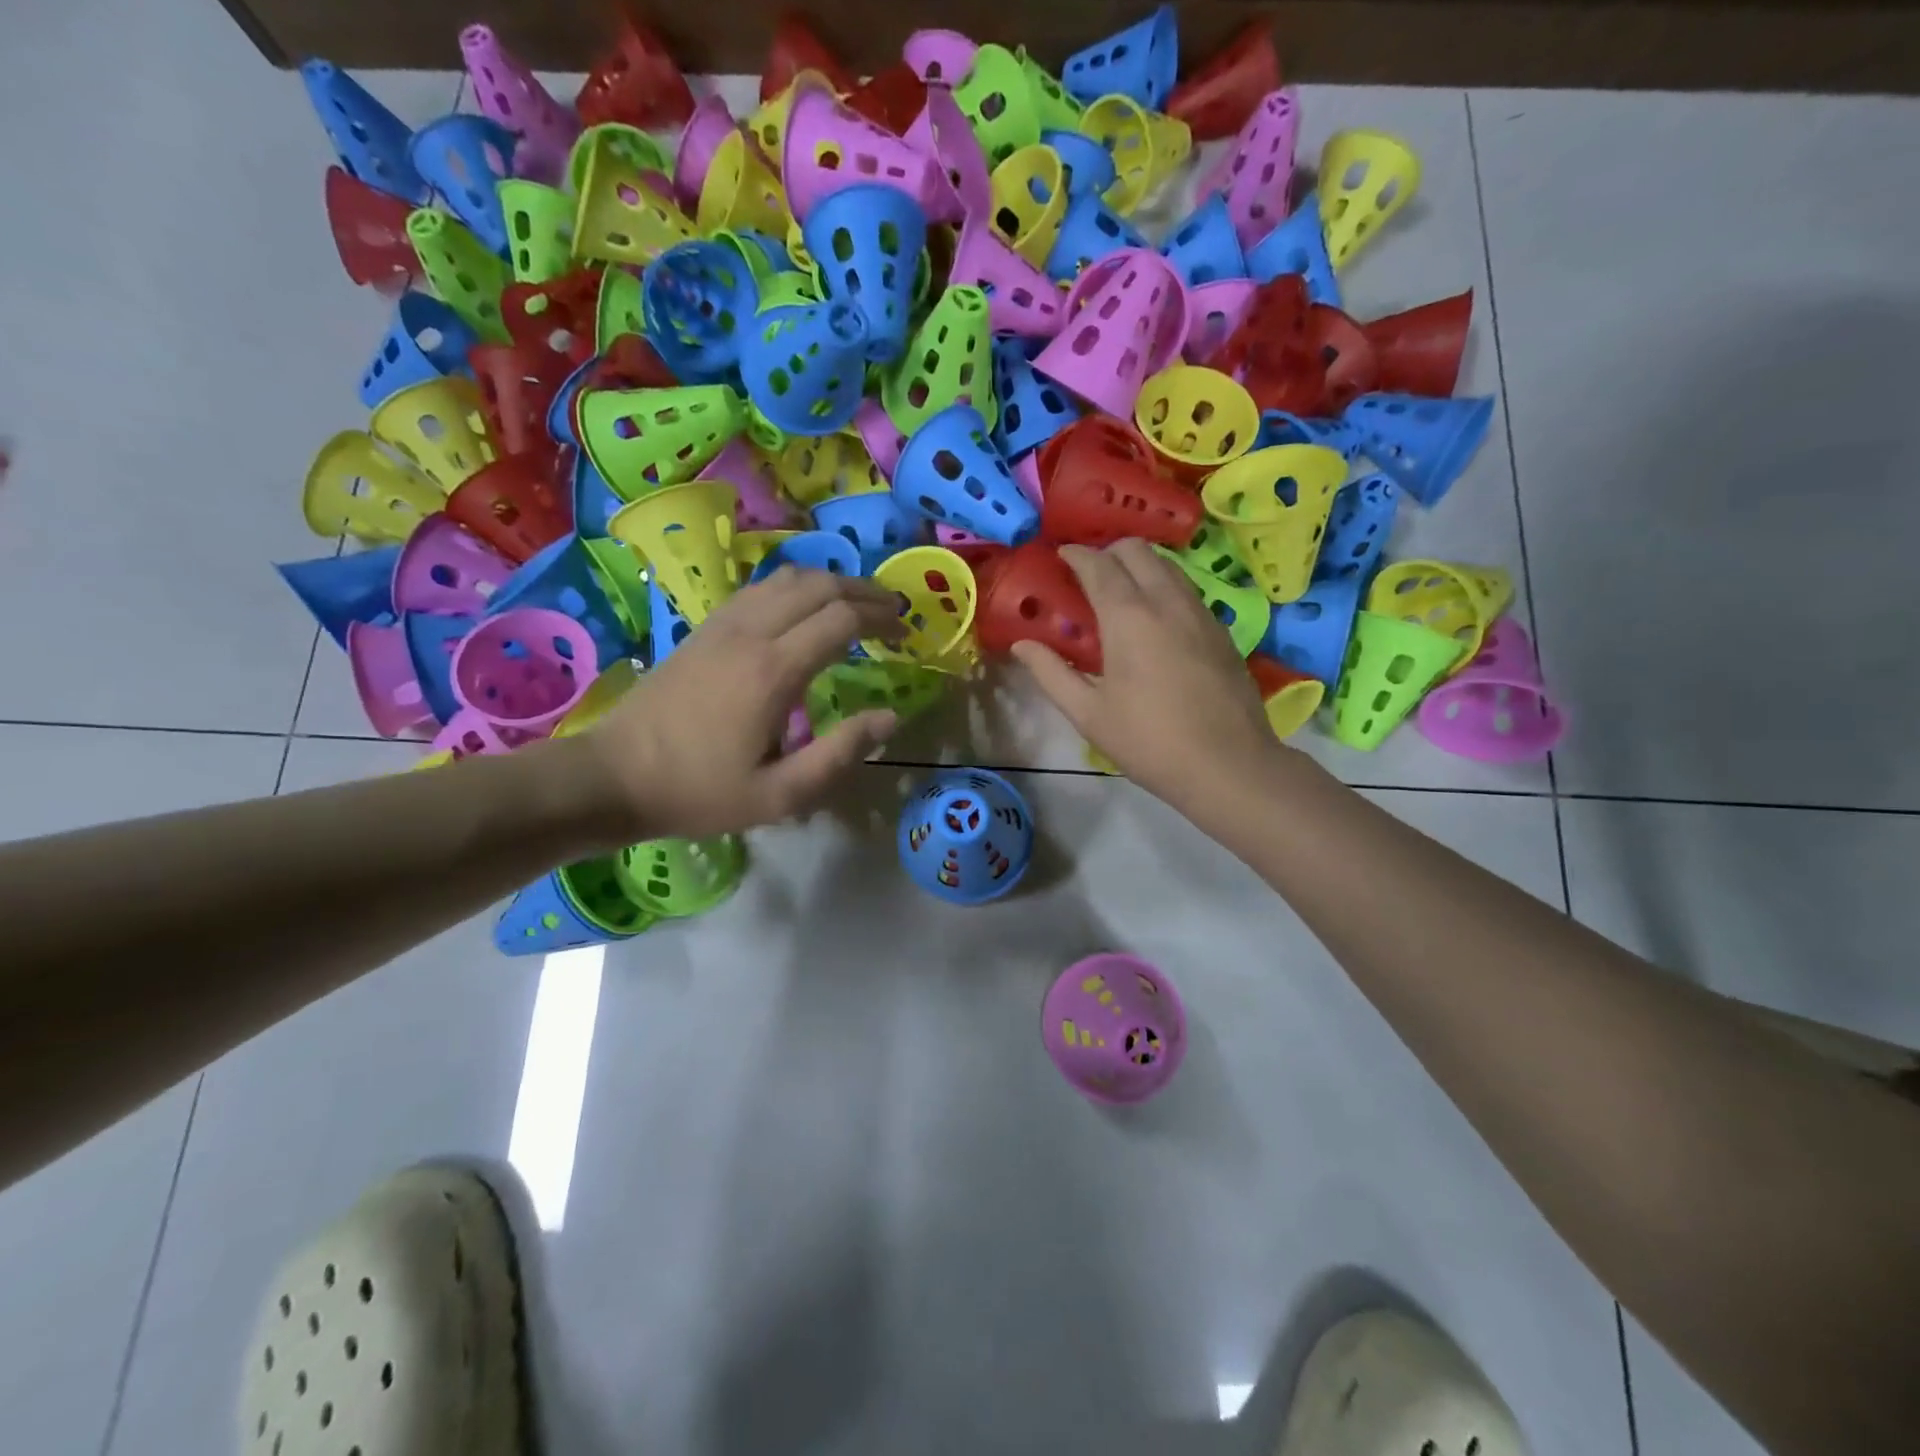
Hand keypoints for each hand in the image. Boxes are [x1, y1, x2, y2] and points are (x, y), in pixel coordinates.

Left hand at [580, 568, 903, 839]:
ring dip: (829, 582)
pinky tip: (804, 608)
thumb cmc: (701, 791)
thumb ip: (840, 754)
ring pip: (787, 577)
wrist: (614, 776)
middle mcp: (751, 633)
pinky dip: (795, 587)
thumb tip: (889, 717)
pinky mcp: (704, 628)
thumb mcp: (780, 795)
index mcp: (774, 671)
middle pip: (818, 585)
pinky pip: (759, 589)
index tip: (905, 631)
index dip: (880, 618)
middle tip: (892, 609)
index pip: (841, 619)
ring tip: (857, 603)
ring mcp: (722, 624)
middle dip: (863, 590)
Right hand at [1011, 540, 1284, 815]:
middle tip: (1088, 576)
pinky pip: (1186, 589)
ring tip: (1120, 593)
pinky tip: (1155, 620)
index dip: (1075, 555)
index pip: (1098, 564)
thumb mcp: (1088, 713)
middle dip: (1107, 552)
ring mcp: (1200, 611)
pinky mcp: (1221, 629)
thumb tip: (1022, 645)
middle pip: (1136, 549)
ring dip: (1139, 566)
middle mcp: (1166, 601)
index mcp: (1128, 616)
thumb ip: (1051, 673)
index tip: (1060, 557)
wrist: (1227, 764)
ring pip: (1167, 565)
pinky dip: (1163, 586)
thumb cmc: (1148, 741)